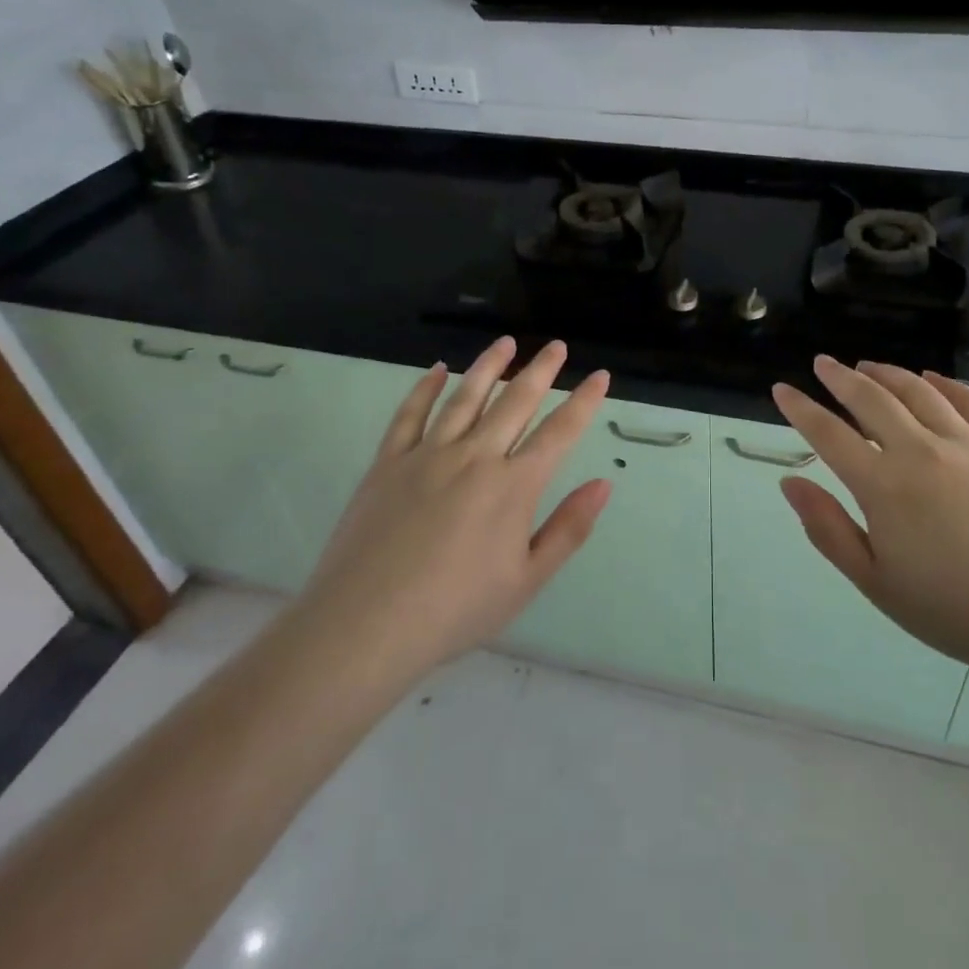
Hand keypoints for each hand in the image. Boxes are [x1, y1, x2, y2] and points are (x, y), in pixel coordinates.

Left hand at [294, 337, 611, 681]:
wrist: (364, 626)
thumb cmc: (454, 610)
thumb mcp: (526, 581)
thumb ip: (568, 529)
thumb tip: (604, 484)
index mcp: (513, 486)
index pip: (559, 432)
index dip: (583, 401)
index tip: (600, 375)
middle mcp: (475, 457)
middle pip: (515, 402)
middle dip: (541, 370)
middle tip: (557, 346)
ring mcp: (427, 455)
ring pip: (466, 397)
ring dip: (489, 366)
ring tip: (506, 343)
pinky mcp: (388, 463)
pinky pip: (410, 414)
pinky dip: (426, 388)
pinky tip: (438, 370)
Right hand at [772, 356, 968, 673]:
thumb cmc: (956, 609)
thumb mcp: (877, 582)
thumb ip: (828, 529)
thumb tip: (791, 482)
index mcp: (882, 485)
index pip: (828, 434)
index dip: (800, 409)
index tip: (782, 389)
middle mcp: (919, 450)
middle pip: (870, 398)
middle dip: (840, 377)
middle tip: (823, 363)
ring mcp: (968, 442)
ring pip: (917, 391)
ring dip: (886, 373)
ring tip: (868, 365)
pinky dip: (944, 383)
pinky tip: (931, 377)